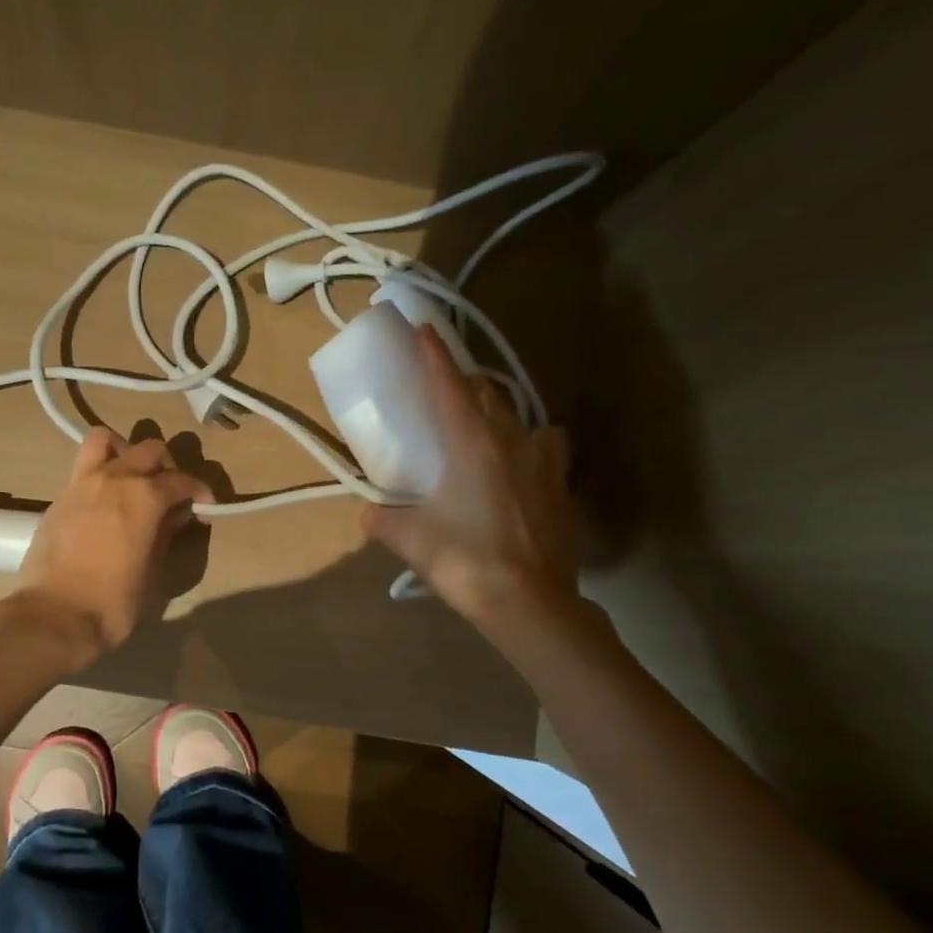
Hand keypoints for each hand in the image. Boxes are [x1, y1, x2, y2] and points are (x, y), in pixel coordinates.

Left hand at [12, 428, 210, 656]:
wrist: (52, 616)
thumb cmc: (112, 602)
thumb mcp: (152, 571)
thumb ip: (165, 535)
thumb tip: (173, 516)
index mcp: (145, 496)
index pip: (182, 481)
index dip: (199, 493)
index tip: (204, 509)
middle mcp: (115, 478)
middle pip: (149, 449)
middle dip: (166, 466)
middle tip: (169, 493)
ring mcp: (82, 483)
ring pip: (104, 439)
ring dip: (124, 450)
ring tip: (131, 477)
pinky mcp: (59, 498)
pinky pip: (83, 468)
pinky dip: (99, 473)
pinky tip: (104, 502)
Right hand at [361, 326, 581, 631]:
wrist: (530, 604)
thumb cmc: (466, 561)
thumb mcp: (411, 539)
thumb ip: (383, 519)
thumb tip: (368, 512)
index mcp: (472, 443)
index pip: (449, 386)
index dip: (434, 355)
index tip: (424, 329)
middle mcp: (512, 441)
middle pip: (488, 395)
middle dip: (466, 385)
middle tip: (447, 392)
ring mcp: (545, 464)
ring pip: (524, 420)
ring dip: (503, 416)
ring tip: (489, 434)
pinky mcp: (563, 489)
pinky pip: (548, 452)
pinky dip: (532, 450)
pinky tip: (520, 473)